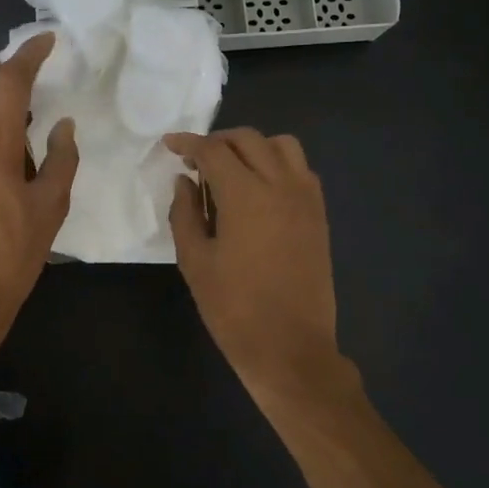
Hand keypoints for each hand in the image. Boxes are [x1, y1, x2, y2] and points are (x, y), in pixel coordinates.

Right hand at [165, 129, 362, 412]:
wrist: (291, 348)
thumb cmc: (234, 309)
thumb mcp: (195, 262)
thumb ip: (185, 213)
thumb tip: (185, 181)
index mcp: (246, 195)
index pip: (213, 151)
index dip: (188, 143)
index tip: (169, 144)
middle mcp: (280, 185)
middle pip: (249, 139)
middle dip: (218, 141)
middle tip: (196, 160)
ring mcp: (306, 198)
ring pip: (282, 146)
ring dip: (253, 147)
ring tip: (232, 169)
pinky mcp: (319, 214)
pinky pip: (301, 169)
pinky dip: (278, 164)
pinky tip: (261, 189)